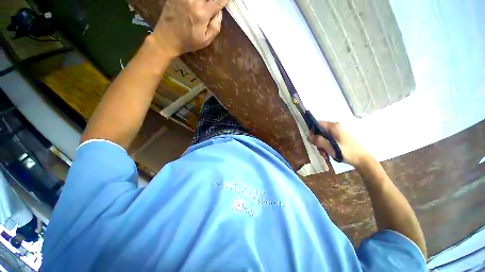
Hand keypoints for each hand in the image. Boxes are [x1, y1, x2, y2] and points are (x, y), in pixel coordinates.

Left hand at [152, 0, 228, 57]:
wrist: (167, 38)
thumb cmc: (188, 41)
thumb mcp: (205, 40)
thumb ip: (215, 27)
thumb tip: (220, 12)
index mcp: (202, 14)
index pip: (218, 0)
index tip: (227, 0)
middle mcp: (193, 1)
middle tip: (214, 4)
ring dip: (205, 0)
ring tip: (205, 5)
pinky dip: (196, 0)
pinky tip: (196, 4)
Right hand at [308, 121, 372, 166]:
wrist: (363, 160)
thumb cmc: (346, 152)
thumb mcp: (330, 147)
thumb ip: (318, 141)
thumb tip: (308, 137)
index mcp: (334, 126)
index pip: (318, 124)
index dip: (312, 131)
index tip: (312, 140)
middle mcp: (337, 126)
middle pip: (321, 131)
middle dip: (318, 141)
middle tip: (320, 150)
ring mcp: (340, 132)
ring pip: (325, 136)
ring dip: (322, 145)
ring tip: (325, 154)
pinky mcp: (342, 137)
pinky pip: (330, 139)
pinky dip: (328, 145)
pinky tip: (329, 153)